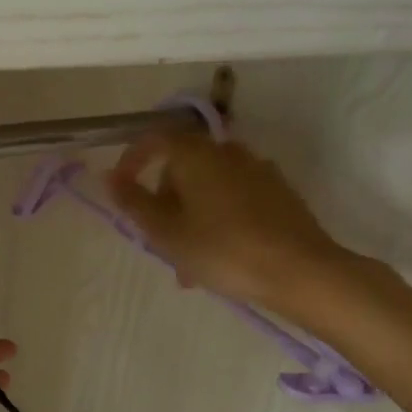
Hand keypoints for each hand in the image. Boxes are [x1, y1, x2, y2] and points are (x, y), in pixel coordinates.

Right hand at [106, 130, 352, 307]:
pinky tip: (221, 257)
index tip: (121, 189)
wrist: (302, 272)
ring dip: (191, 217)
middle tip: (159, 242)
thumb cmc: (223, 250)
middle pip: (182, 166)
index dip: (132, 160)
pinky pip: (235, 198)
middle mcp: (227, 152)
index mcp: (196, 154)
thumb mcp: (167, 233)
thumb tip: (110, 177)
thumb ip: (135, 203)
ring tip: (189, 263)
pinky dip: (219, 219)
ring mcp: (258, 170)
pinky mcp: (279, 193)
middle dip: (165, 201)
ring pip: (208, 188)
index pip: (154, 139)